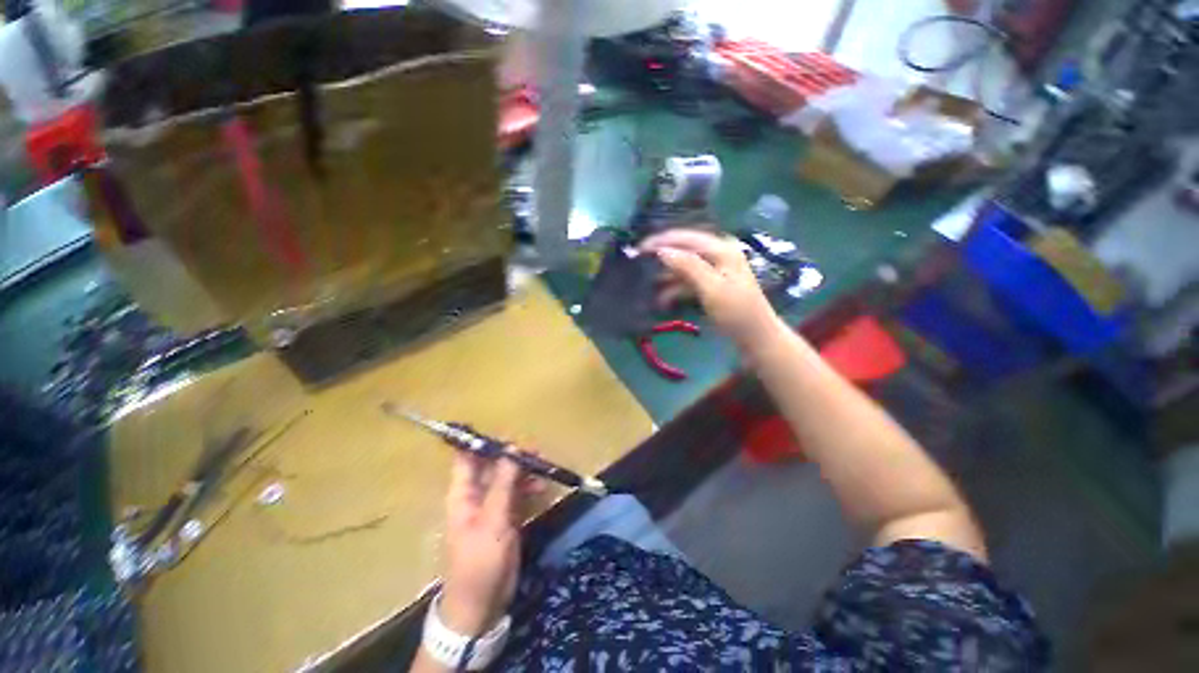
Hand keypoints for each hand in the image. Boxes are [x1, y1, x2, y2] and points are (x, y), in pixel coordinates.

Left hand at [440, 454, 526, 635]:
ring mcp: (492, 507)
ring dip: (524, 471)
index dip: (483, 443)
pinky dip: (529, 488)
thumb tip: (512, 449)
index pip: (468, 458)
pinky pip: (518, 495)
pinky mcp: (505, 518)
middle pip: (493, 466)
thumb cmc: (479, 562)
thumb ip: (503, 483)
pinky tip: (542, 487)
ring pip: (508, 479)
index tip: (508, 434)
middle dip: (512, 456)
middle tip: (535, 450)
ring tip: (543, 466)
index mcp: (463, 494)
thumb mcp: (492, 521)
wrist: (480, 606)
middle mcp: (476, 495)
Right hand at [641, 229, 782, 352]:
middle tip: (638, 265)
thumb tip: (662, 251)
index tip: (638, 249)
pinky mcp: (710, 285)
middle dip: (661, 258)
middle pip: (682, 250)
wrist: (756, 338)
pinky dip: (674, 289)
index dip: (661, 241)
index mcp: (721, 249)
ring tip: (647, 287)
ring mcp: (714, 270)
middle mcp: (717, 254)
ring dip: (666, 277)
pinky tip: (661, 300)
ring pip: (683, 267)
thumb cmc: (737, 312)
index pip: (685, 238)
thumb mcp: (712, 289)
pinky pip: (687, 281)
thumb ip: (688, 267)